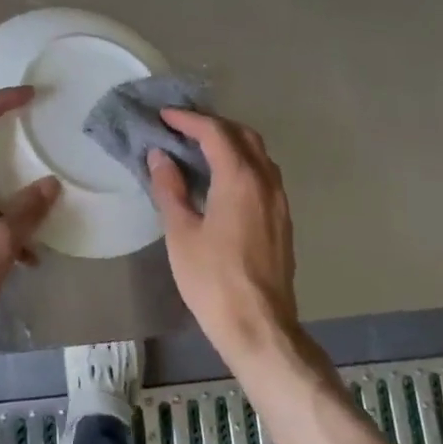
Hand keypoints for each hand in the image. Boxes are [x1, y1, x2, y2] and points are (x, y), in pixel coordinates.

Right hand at [148, 110, 298, 363]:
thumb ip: (170, 188)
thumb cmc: (212, 279)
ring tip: (200, 149)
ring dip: (230, 143)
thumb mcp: (181, 233)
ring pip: (258, 154)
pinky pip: (264, 175)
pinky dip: (242, 163)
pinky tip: (221, 180)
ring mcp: (279, 201)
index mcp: (240, 179)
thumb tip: (160, 156)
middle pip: (243, 135)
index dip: (188, 120)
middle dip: (213, 125)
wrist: (259, 327)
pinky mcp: (282, 220)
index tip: (164, 116)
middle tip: (182, 128)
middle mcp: (266, 181)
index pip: (215, 133)